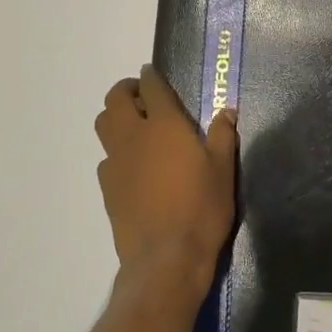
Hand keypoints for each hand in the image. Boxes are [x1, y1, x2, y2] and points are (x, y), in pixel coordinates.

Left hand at [94, 66, 237, 296]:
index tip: (153, 73)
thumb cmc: (201, 208)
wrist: (166, 258)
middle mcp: (133, 136)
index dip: (151, 76)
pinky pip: (106, 158)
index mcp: (163, 125)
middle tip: (143, 97)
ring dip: (116, 117)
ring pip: (103, 125)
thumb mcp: (223, 169)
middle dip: (126, 90)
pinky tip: (135, 167)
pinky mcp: (107, 188)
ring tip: (136, 127)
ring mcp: (116, 162)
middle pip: (115, 99)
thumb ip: (222, 135)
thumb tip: (227, 111)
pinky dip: (117, 152)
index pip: (151, 87)